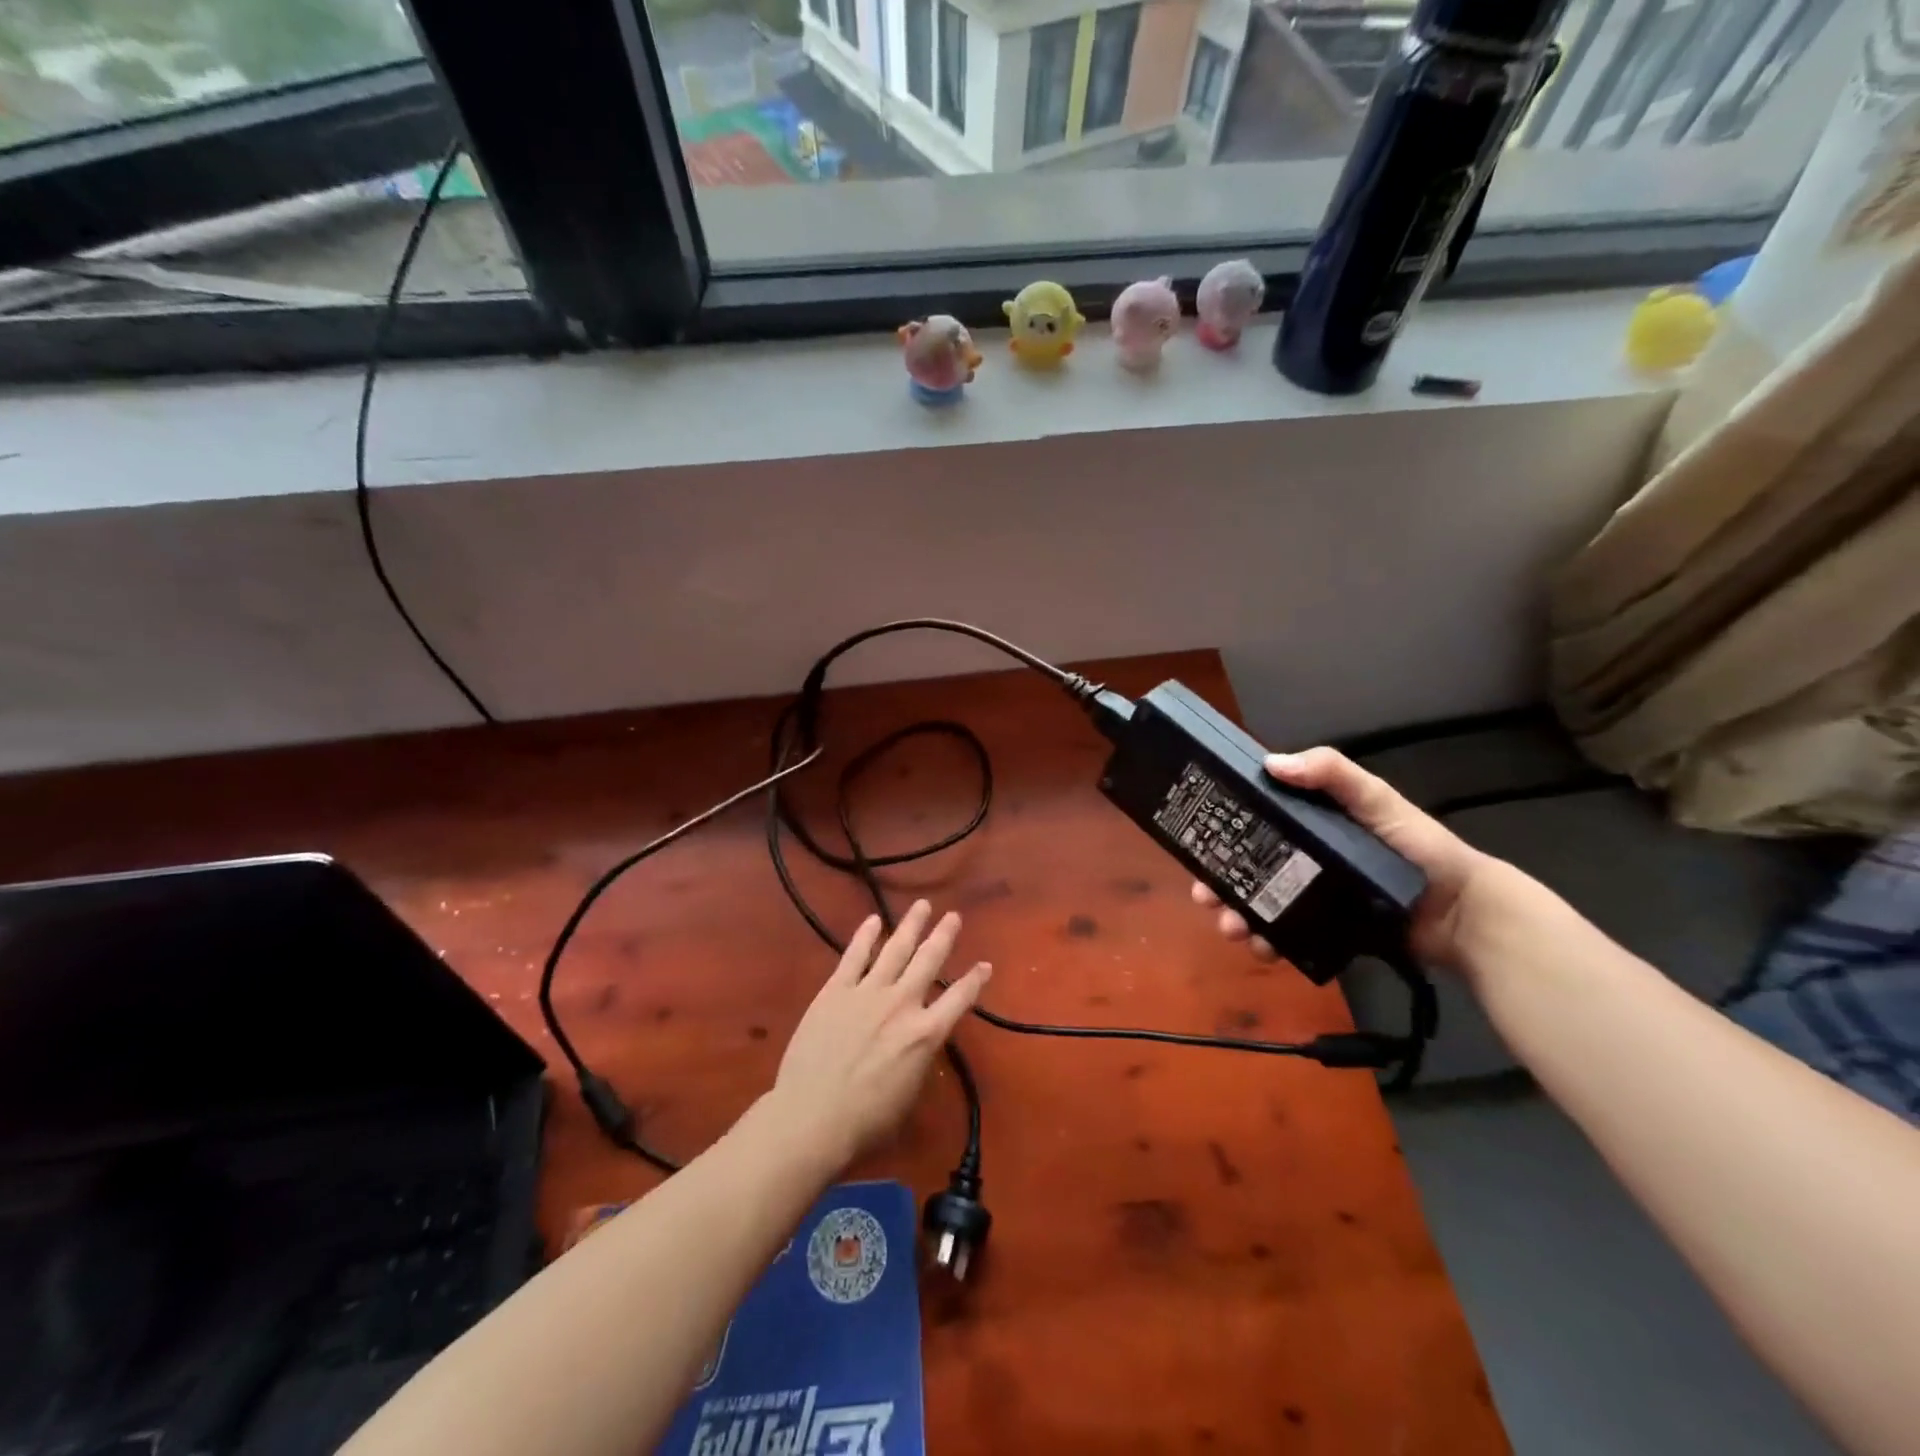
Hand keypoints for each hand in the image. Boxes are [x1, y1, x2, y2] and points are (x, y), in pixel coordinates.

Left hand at [769, 901, 989, 1170]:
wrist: (811, 1117)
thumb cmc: (865, 1120)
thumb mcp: (910, 1093)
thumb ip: (919, 1057)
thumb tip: (920, 1040)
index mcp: (925, 1034)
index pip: (959, 998)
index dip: (975, 980)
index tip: (985, 964)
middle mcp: (902, 1004)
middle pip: (929, 961)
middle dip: (944, 936)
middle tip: (953, 916)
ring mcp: (867, 992)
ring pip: (895, 949)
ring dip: (911, 925)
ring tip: (923, 906)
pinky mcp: (835, 990)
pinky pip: (854, 956)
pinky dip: (865, 936)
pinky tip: (873, 920)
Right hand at [1191, 747, 1503, 972]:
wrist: (1464, 914)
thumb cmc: (1419, 848)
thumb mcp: (1377, 799)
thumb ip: (1332, 773)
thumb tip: (1269, 764)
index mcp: (1307, 825)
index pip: (1252, 822)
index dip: (1220, 830)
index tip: (1195, 840)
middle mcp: (1301, 859)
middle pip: (1244, 868)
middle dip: (1217, 882)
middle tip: (1204, 897)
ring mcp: (1310, 898)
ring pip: (1257, 905)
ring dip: (1236, 916)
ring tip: (1231, 929)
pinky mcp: (1322, 932)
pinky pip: (1284, 937)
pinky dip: (1266, 943)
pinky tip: (1261, 949)